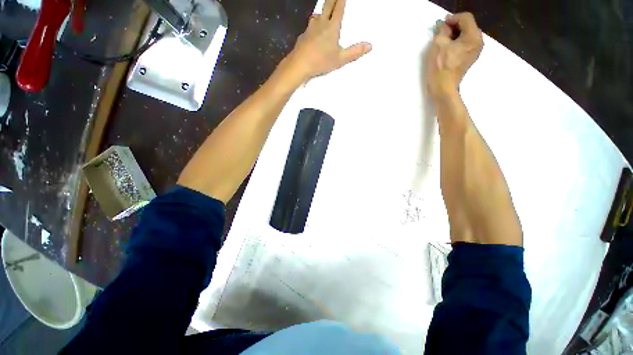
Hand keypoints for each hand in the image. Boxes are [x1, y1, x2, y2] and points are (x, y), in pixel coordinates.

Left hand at [282, 0, 371, 82]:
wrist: (300, 64)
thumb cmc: (321, 61)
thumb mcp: (340, 59)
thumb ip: (354, 52)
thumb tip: (370, 46)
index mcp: (332, 27)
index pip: (338, 8)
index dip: (341, 0)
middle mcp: (321, 23)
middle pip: (327, 6)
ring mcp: (310, 28)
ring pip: (317, 15)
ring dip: (321, 12)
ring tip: (323, 13)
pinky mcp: (303, 36)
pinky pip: (309, 27)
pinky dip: (313, 26)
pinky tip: (313, 33)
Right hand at [425, 12, 483, 97]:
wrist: (443, 87)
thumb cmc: (441, 67)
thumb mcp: (439, 44)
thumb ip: (443, 30)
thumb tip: (444, 25)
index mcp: (473, 36)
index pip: (465, 18)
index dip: (452, 18)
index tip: (441, 24)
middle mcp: (478, 41)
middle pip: (467, 26)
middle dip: (454, 26)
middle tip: (440, 32)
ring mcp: (475, 51)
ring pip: (466, 35)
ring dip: (454, 35)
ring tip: (442, 41)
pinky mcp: (470, 58)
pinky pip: (465, 44)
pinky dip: (457, 42)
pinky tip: (447, 48)